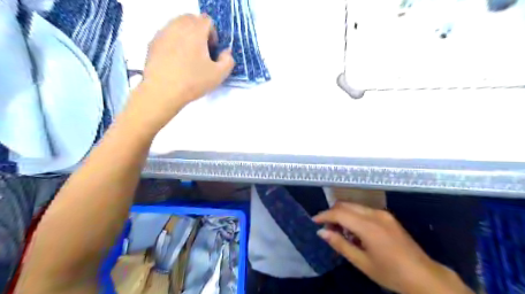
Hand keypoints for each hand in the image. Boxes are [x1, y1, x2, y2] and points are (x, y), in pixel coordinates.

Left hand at [125, 12, 231, 132]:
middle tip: (202, 52)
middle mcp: (178, 26)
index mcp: (195, 31)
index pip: (207, 21)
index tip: (212, 51)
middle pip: (191, 19)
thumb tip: (225, 53)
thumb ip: (228, 61)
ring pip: (177, 26)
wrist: (162, 91)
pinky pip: (167, 35)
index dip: (213, 35)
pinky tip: (176, 61)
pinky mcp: (153, 42)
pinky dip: (174, 42)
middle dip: (199, 32)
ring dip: (186, 36)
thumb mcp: (219, 75)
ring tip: (188, 57)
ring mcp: (163, 33)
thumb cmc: (193, 82)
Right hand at [313, 203, 473, 293]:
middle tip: (326, 228)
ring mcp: (383, 214)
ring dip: (343, 214)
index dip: (324, 215)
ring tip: (339, 231)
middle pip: (345, 205)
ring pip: (354, 206)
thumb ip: (340, 244)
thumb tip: (322, 232)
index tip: (314, 222)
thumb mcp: (362, 262)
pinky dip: (353, 216)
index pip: (339, 213)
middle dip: (332, 213)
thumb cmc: (391, 273)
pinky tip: (354, 231)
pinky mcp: (387, 216)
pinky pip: (364, 210)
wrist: (425, 276)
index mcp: (368, 226)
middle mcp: (375, 214)